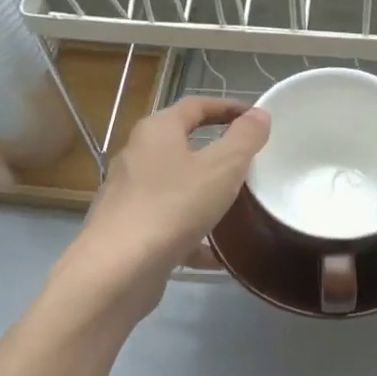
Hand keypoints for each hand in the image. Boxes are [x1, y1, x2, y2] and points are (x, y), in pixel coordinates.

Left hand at [59, 96, 270, 319]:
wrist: (117, 269)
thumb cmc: (173, 206)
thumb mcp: (222, 167)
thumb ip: (244, 139)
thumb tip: (259, 115)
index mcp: (157, 131)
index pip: (195, 105)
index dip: (228, 107)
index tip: (257, 118)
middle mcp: (138, 156)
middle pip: (183, 144)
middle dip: (218, 152)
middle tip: (251, 162)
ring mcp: (130, 194)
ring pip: (177, 186)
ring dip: (207, 193)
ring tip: (239, 206)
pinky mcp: (129, 229)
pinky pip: (170, 222)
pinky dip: (194, 233)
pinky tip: (217, 254)